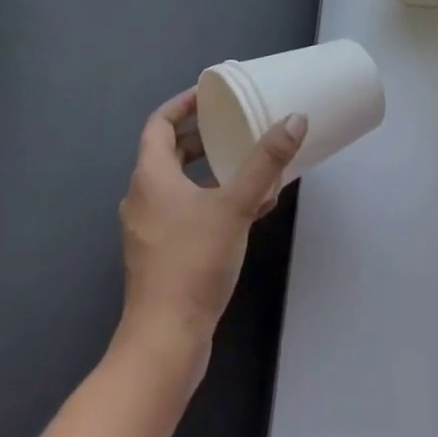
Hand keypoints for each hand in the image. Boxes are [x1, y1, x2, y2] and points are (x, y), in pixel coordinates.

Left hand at [117, 88, 307, 365]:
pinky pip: (183, 212)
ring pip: (178, 185)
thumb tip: (295, 119)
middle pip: (168, 152)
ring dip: (209, 171)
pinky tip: (246, 211)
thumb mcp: (235, 206)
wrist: (164, 343)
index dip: (182, 104)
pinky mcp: (159, 255)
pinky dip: (209, 201)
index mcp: (150, 176)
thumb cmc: (193, 263)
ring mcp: (148, 230)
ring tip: (247, 166)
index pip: (159, 123)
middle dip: (201, 137)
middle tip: (233, 125)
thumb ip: (264, 162)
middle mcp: (142, 198)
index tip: (210, 94)